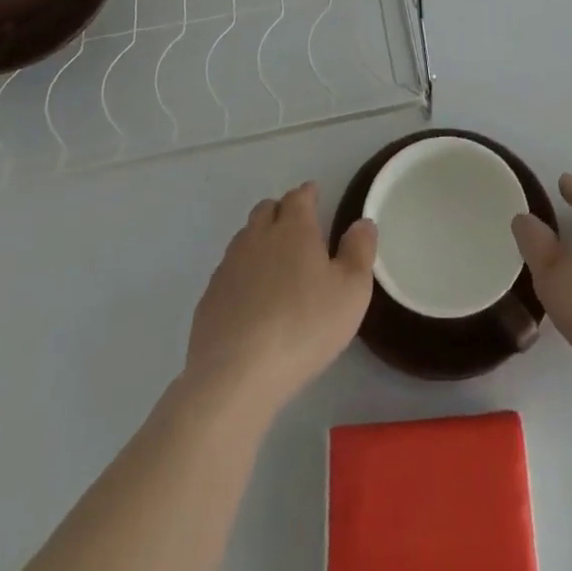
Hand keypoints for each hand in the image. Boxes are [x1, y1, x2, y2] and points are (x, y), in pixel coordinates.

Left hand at [185, 182, 375, 417]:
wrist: (235, 376)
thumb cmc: (303, 326)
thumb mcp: (351, 291)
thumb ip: (360, 251)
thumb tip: (362, 222)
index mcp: (293, 228)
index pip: (299, 196)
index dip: (308, 194)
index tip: (315, 196)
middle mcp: (257, 237)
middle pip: (266, 209)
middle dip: (281, 211)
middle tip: (297, 227)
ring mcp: (228, 266)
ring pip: (245, 238)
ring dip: (259, 240)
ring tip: (274, 261)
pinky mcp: (209, 298)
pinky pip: (228, 272)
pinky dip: (242, 274)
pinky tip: (250, 298)